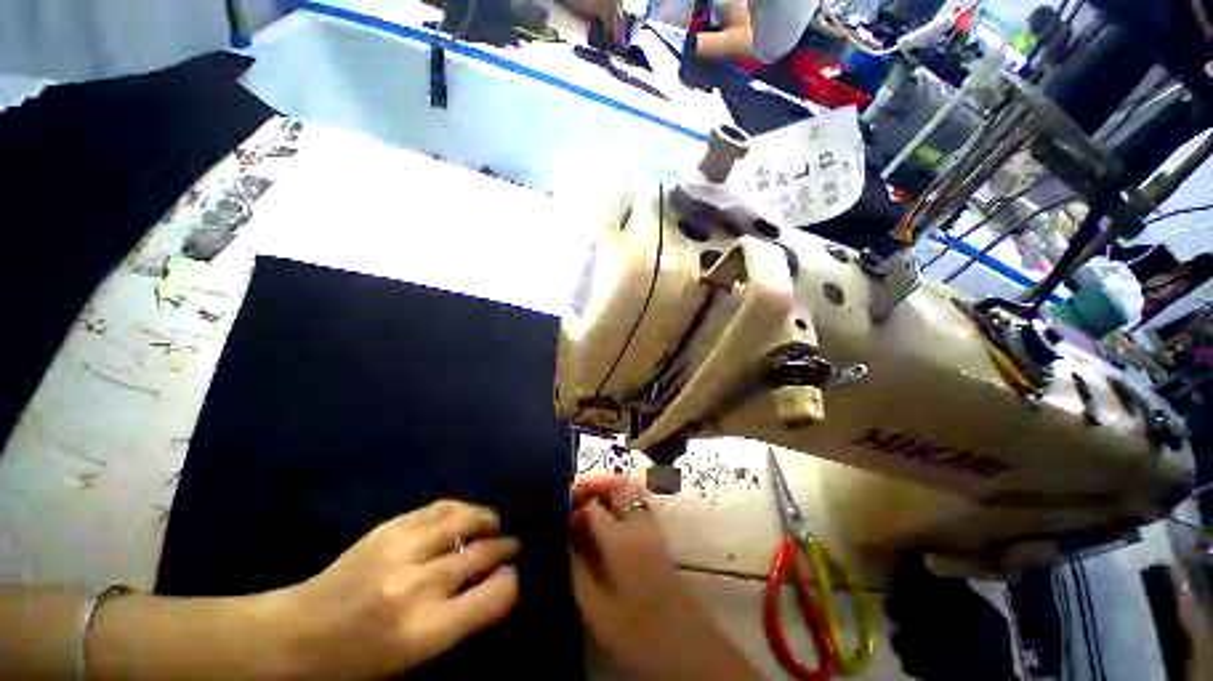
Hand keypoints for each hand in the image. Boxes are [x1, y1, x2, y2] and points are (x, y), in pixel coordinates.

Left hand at [277, 500, 520, 679]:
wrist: (300, 632)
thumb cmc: (360, 659)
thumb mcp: (415, 659)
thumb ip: (462, 620)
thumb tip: (499, 584)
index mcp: (426, 631)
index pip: (494, 595)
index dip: (511, 582)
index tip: (512, 577)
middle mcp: (419, 585)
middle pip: (483, 554)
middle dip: (505, 548)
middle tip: (511, 548)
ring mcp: (403, 549)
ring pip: (466, 521)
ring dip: (488, 521)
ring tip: (493, 525)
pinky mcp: (391, 526)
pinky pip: (441, 507)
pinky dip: (462, 508)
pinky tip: (466, 514)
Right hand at [568, 474, 760, 680]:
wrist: (686, 645)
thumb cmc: (637, 632)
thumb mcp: (594, 607)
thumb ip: (577, 565)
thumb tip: (566, 536)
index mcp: (621, 539)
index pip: (594, 506)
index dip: (575, 505)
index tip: (561, 514)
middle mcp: (639, 523)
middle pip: (617, 485)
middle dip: (594, 483)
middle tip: (574, 494)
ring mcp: (652, 526)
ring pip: (629, 489)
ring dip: (608, 488)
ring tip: (587, 503)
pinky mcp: (658, 534)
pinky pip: (636, 503)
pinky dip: (620, 499)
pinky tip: (606, 518)